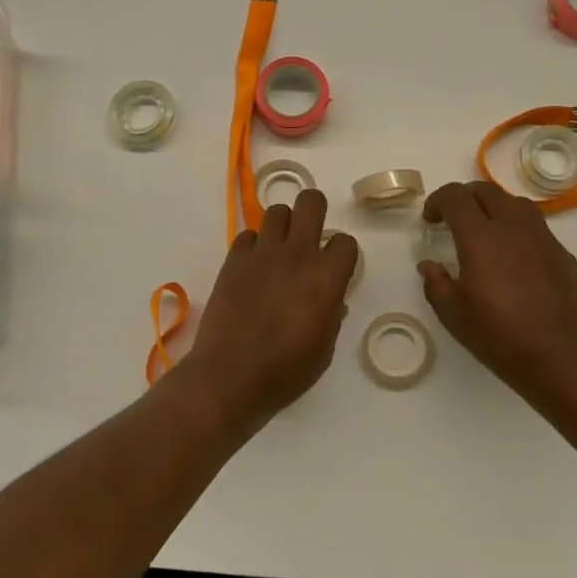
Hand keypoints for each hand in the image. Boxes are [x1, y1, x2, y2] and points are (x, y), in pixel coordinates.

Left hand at [183, 189, 358, 427]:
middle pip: (311, 202)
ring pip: (277, 211)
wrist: (230, 375)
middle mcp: (297, 254)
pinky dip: (253, 246)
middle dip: (314, 212)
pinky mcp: (233, 260)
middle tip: (309, 236)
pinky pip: (247, 235)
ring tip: (279, 250)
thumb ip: (331, 316)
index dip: (342, 253)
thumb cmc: (285, 371)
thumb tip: (331, 301)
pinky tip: (252, 268)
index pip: (346, 241)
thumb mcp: (324, 350)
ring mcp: (262, 254)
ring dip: (282, 226)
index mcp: (327, 277)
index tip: (335, 268)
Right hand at [417, 180, 576, 406]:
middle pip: (486, 190)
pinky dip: (517, 229)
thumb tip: (429, 265)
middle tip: (453, 222)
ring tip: (485, 233)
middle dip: (465, 198)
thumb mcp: (453, 315)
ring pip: (515, 203)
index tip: (430, 220)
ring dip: (493, 208)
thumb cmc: (500, 336)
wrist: (562, 358)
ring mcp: (543, 237)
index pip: (456, 196)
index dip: (438, 201)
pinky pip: (535, 227)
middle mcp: (513, 227)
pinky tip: (513, 258)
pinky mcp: (562, 253)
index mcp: (481, 237)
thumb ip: (436, 283)